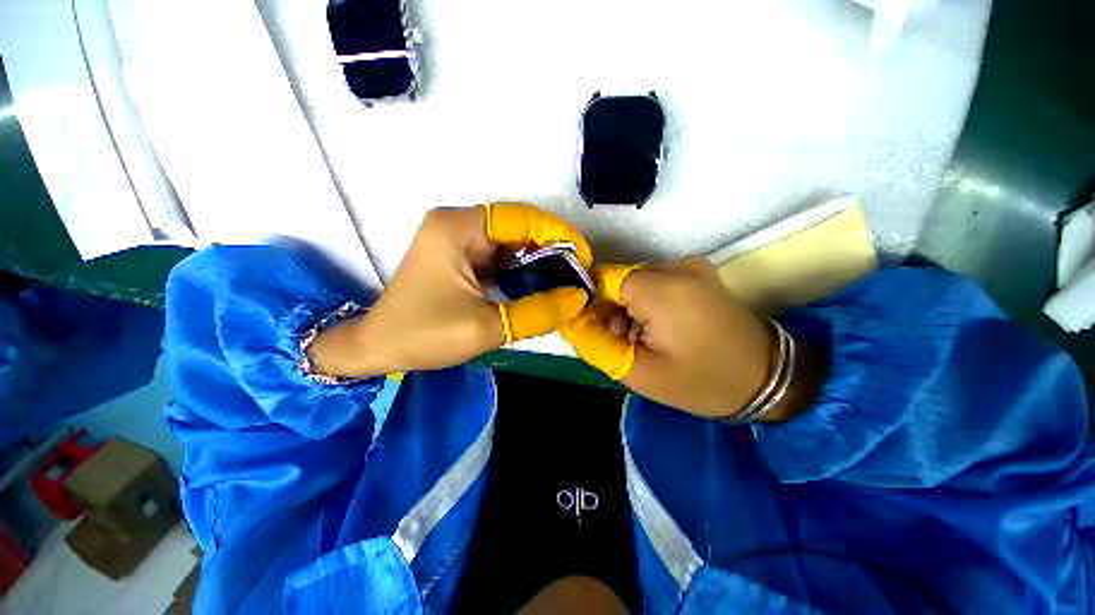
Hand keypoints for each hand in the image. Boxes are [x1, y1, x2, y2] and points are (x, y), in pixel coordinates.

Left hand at [310, 204, 591, 377]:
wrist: (380, 346)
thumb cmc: (425, 335)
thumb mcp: (488, 327)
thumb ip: (538, 311)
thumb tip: (577, 298)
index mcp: (458, 228)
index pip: (521, 218)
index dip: (558, 235)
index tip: (584, 259)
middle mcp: (457, 223)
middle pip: (517, 226)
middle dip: (551, 248)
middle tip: (578, 273)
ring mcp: (456, 237)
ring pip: (510, 240)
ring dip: (538, 258)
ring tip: (565, 279)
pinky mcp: (458, 253)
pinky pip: (499, 253)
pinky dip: (521, 267)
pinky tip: (539, 283)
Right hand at [560, 258, 817, 420]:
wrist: (768, 378)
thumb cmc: (703, 382)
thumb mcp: (640, 374)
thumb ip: (597, 344)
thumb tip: (571, 321)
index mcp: (663, 289)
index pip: (603, 279)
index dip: (591, 303)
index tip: (596, 330)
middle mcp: (677, 266)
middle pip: (620, 280)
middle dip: (612, 309)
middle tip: (625, 342)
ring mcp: (690, 266)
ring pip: (635, 282)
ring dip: (629, 308)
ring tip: (644, 339)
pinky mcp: (697, 273)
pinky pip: (654, 282)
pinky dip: (647, 303)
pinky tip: (659, 328)